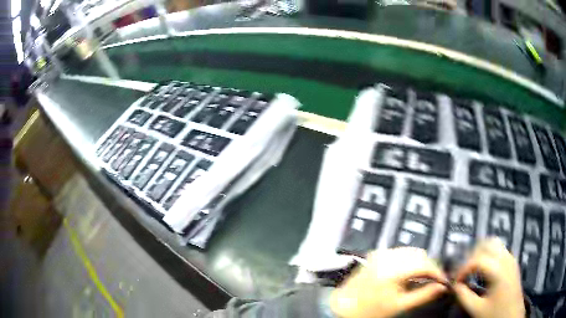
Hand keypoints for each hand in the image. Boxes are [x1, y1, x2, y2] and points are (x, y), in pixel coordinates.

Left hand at [329, 248, 447, 317]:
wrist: (344, 307)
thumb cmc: (369, 310)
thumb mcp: (399, 305)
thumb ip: (424, 295)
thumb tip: (441, 287)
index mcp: (393, 269)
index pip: (424, 263)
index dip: (437, 271)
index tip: (443, 280)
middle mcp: (387, 256)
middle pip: (419, 254)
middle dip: (429, 266)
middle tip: (434, 280)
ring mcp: (381, 254)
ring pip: (411, 252)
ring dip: (420, 263)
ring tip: (422, 278)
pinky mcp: (377, 255)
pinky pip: (401, 253)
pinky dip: (409, 261)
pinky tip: (409, 273)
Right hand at [453, 238, 524, 317]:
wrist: (513, 315)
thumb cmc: (495, 313)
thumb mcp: (477, 309)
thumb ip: (464, 296)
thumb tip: (454, 286)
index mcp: (498, 269)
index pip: (477, 260)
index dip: (463, 269)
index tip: (455, 281)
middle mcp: (506, 258)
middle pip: (487, 244)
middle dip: (472, 255)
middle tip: (463, 271)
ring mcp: (511, 258)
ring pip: (495, 243)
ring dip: (481, 252)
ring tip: (472, 268)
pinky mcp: (513, 262)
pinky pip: (500, 250)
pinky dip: (489, 255)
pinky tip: (484, 270)